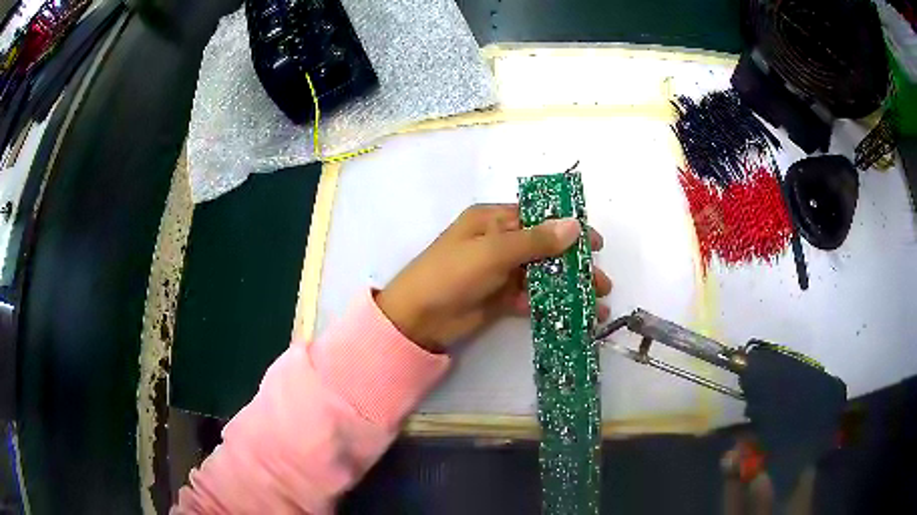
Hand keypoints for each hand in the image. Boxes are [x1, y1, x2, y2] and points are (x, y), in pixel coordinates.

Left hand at [376, 204, 612, 351]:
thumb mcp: (493, 251)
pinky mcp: (500, 299)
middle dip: (575, 265)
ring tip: (597, 305)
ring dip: (569, 288)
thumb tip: (574, 225)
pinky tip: (575, 317)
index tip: (596, 244)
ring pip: (543, 276)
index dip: (569, 228)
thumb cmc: (452, 273)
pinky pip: (532, 298)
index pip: (539, 217)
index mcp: (494, 220)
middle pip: (546, 249)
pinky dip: (552, 305)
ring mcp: (501, 272)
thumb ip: (535, 240)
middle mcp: (500, 242)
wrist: (418, 318)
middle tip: (603, 283)